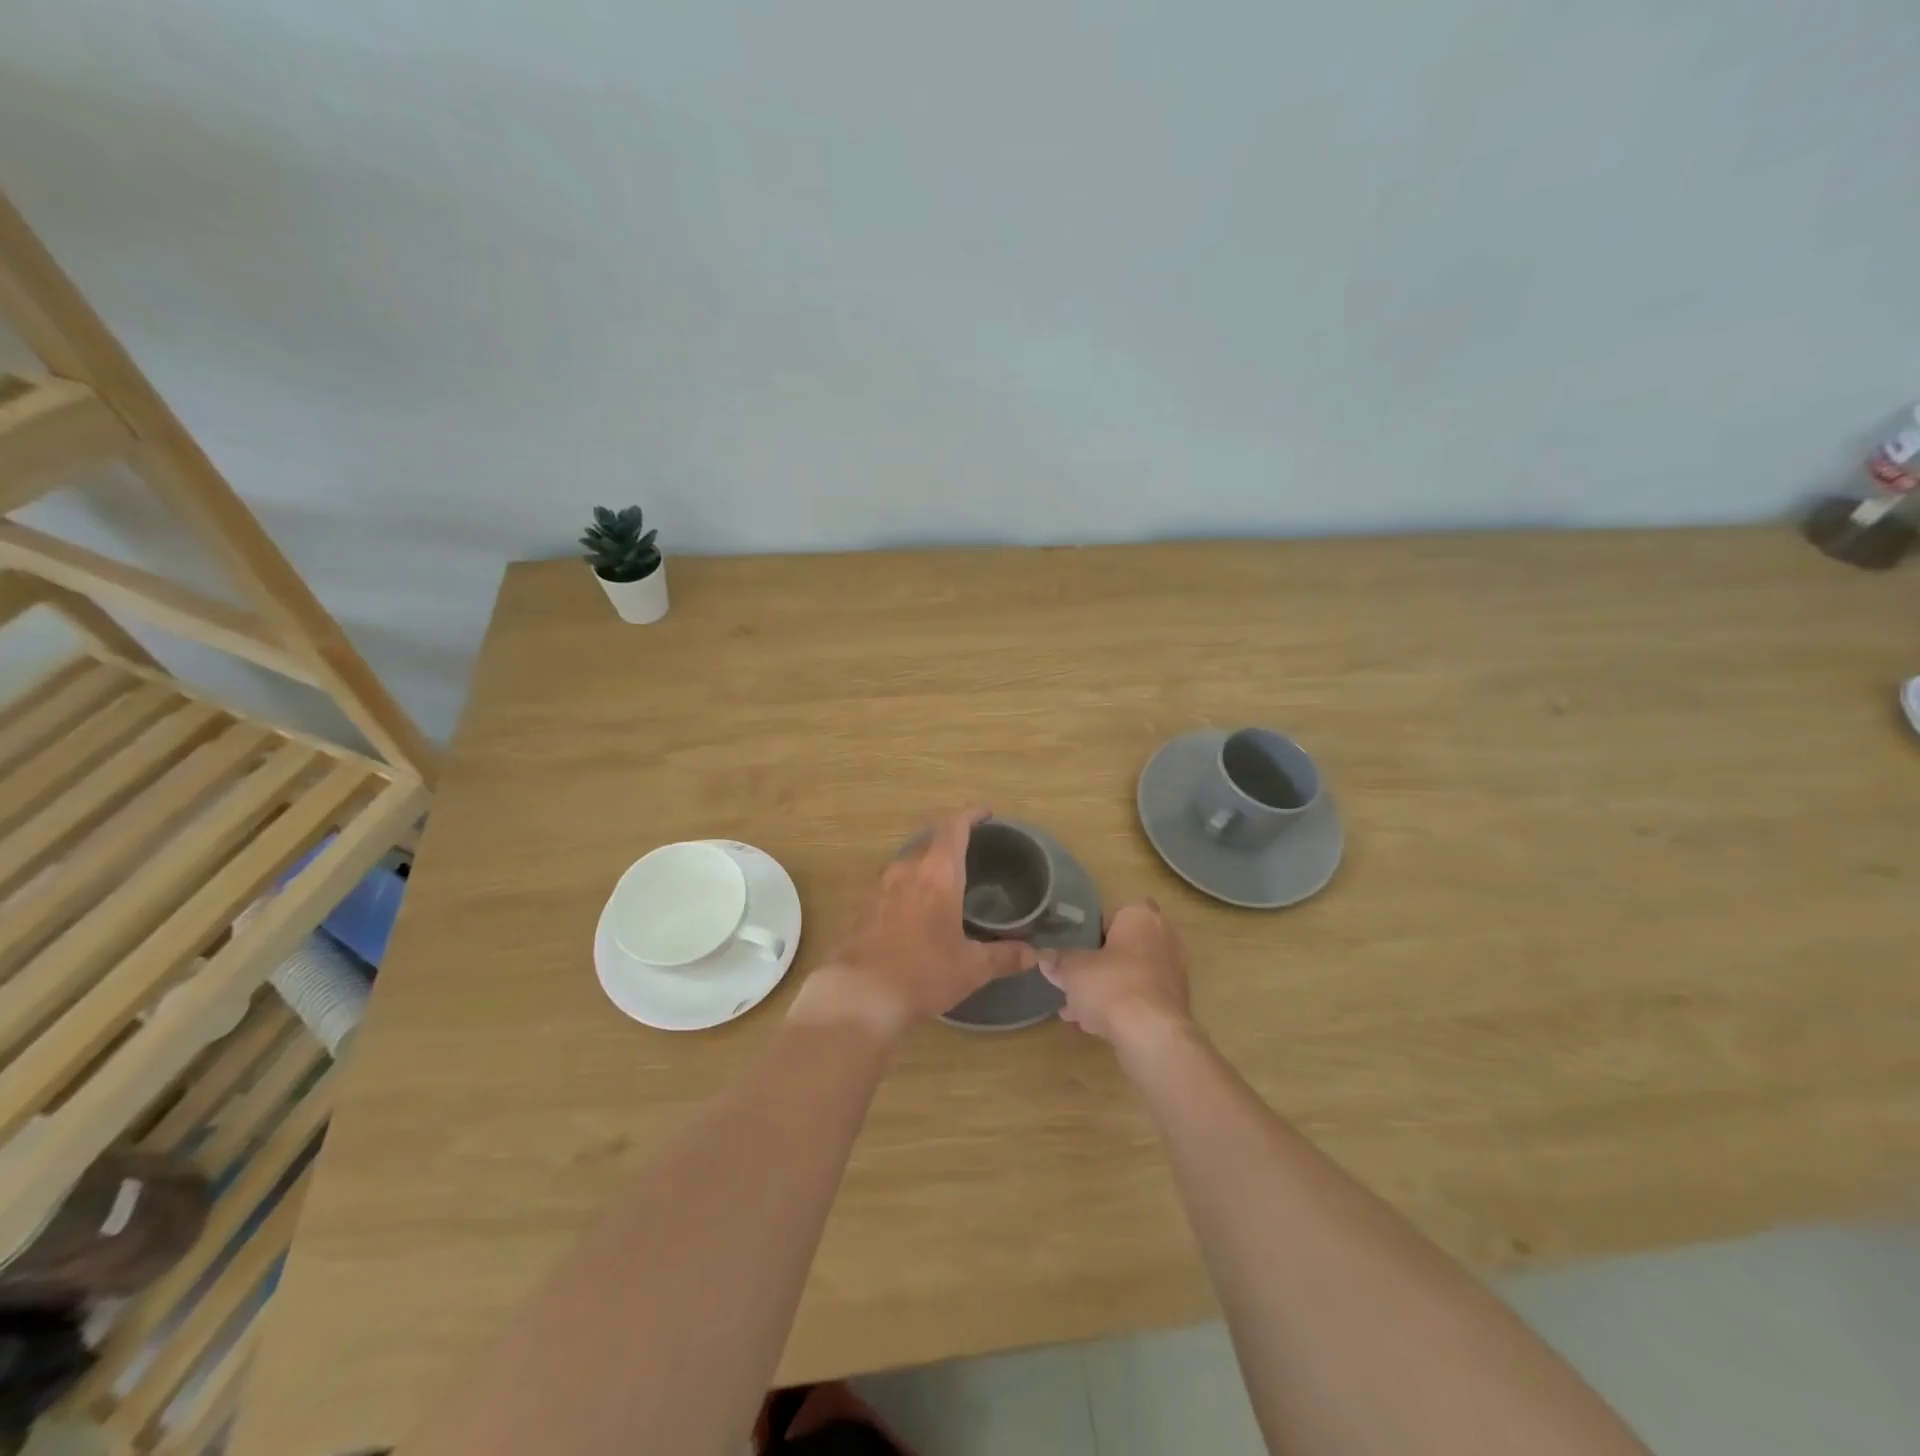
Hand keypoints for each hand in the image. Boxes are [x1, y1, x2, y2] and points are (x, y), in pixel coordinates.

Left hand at [792, 808, 1037, 1040]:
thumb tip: (1031, 954)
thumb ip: (1003, 956)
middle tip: (970, 853)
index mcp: (937, 873)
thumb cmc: (922, 973)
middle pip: (929, 840)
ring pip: (908, 863)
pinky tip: (915, 912)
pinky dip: (908, 888)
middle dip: (949, 841)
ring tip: (944, 883)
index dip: (970, 814)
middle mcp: (906, 870)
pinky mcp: (862, 907)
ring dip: (926, 865)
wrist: (858, 994)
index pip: (954, 827)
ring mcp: (879, 886)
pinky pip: (891, 886)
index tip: (985, 813)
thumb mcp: (971, 968)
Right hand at [1041, 900, 1195, 1055]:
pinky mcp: (1173, 1004)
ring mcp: (1172, 973)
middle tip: (1073, 976)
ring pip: (1130, 975)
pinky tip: (1093, 1025)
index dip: (1093, 926)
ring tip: (1075, 1007)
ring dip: (1106, 988)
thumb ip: (1057, 961)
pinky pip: (1139, 998)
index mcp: (1141, 917)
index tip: (1075, 943)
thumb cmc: (1112, 986)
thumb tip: (1042, 957)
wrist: (1152, 1037)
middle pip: (1123, 945)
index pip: (1115, 911)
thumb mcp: (1072, 970)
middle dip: (1099, 962)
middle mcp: (1163, 938)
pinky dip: (1119, 1007)